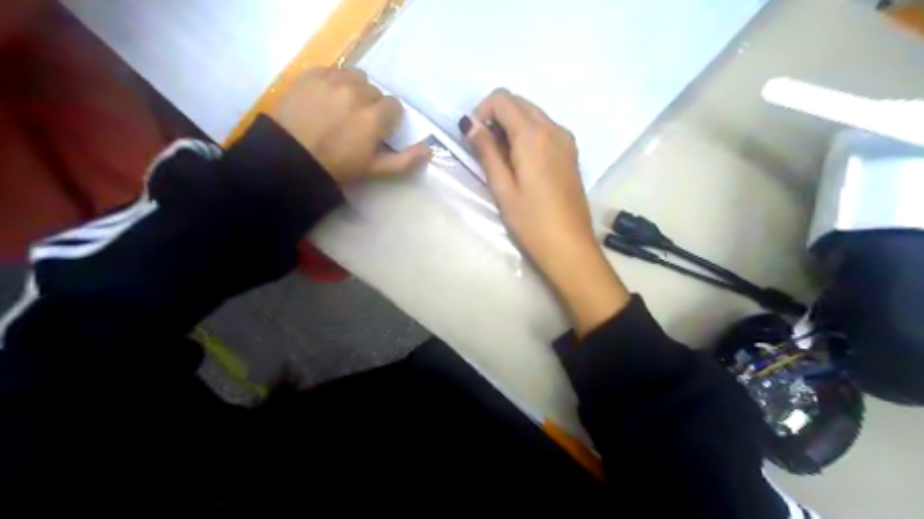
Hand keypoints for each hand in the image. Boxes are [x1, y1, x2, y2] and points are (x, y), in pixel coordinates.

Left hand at [269, 66, 430, 182]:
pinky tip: (326, 99)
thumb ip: (405, 161)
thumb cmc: (337, 166)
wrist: (290, 157)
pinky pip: (335, 70)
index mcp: (374, 118)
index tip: (375, 131)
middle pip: (376, 92)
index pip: (394, 106)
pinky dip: (335, 82)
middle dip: (371, 106)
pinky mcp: (313, 73)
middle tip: (356, 123)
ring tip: (342, 107)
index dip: (387, 120)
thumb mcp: (374, 170)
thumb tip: (429, 150)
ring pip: (357, 78)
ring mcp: (334, 80)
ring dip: (355, 90)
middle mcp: (358, 93)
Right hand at [460, 91, 628, 337]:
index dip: (481, 111)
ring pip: (533, 115)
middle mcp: (554, 128)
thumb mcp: (502, 187)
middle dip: (496, 117)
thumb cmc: (531, 221)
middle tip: (485, 150)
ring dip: (512, 126)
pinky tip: (522, 165)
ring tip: (503, 161)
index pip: (502, 99)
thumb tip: (470, 124)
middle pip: (519, 103)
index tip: (473, 138)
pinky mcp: (571, 154)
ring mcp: (567, 140)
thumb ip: (487, 151)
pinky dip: (528, 136)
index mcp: (534, 135)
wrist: (570, 247)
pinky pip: (545, 130)